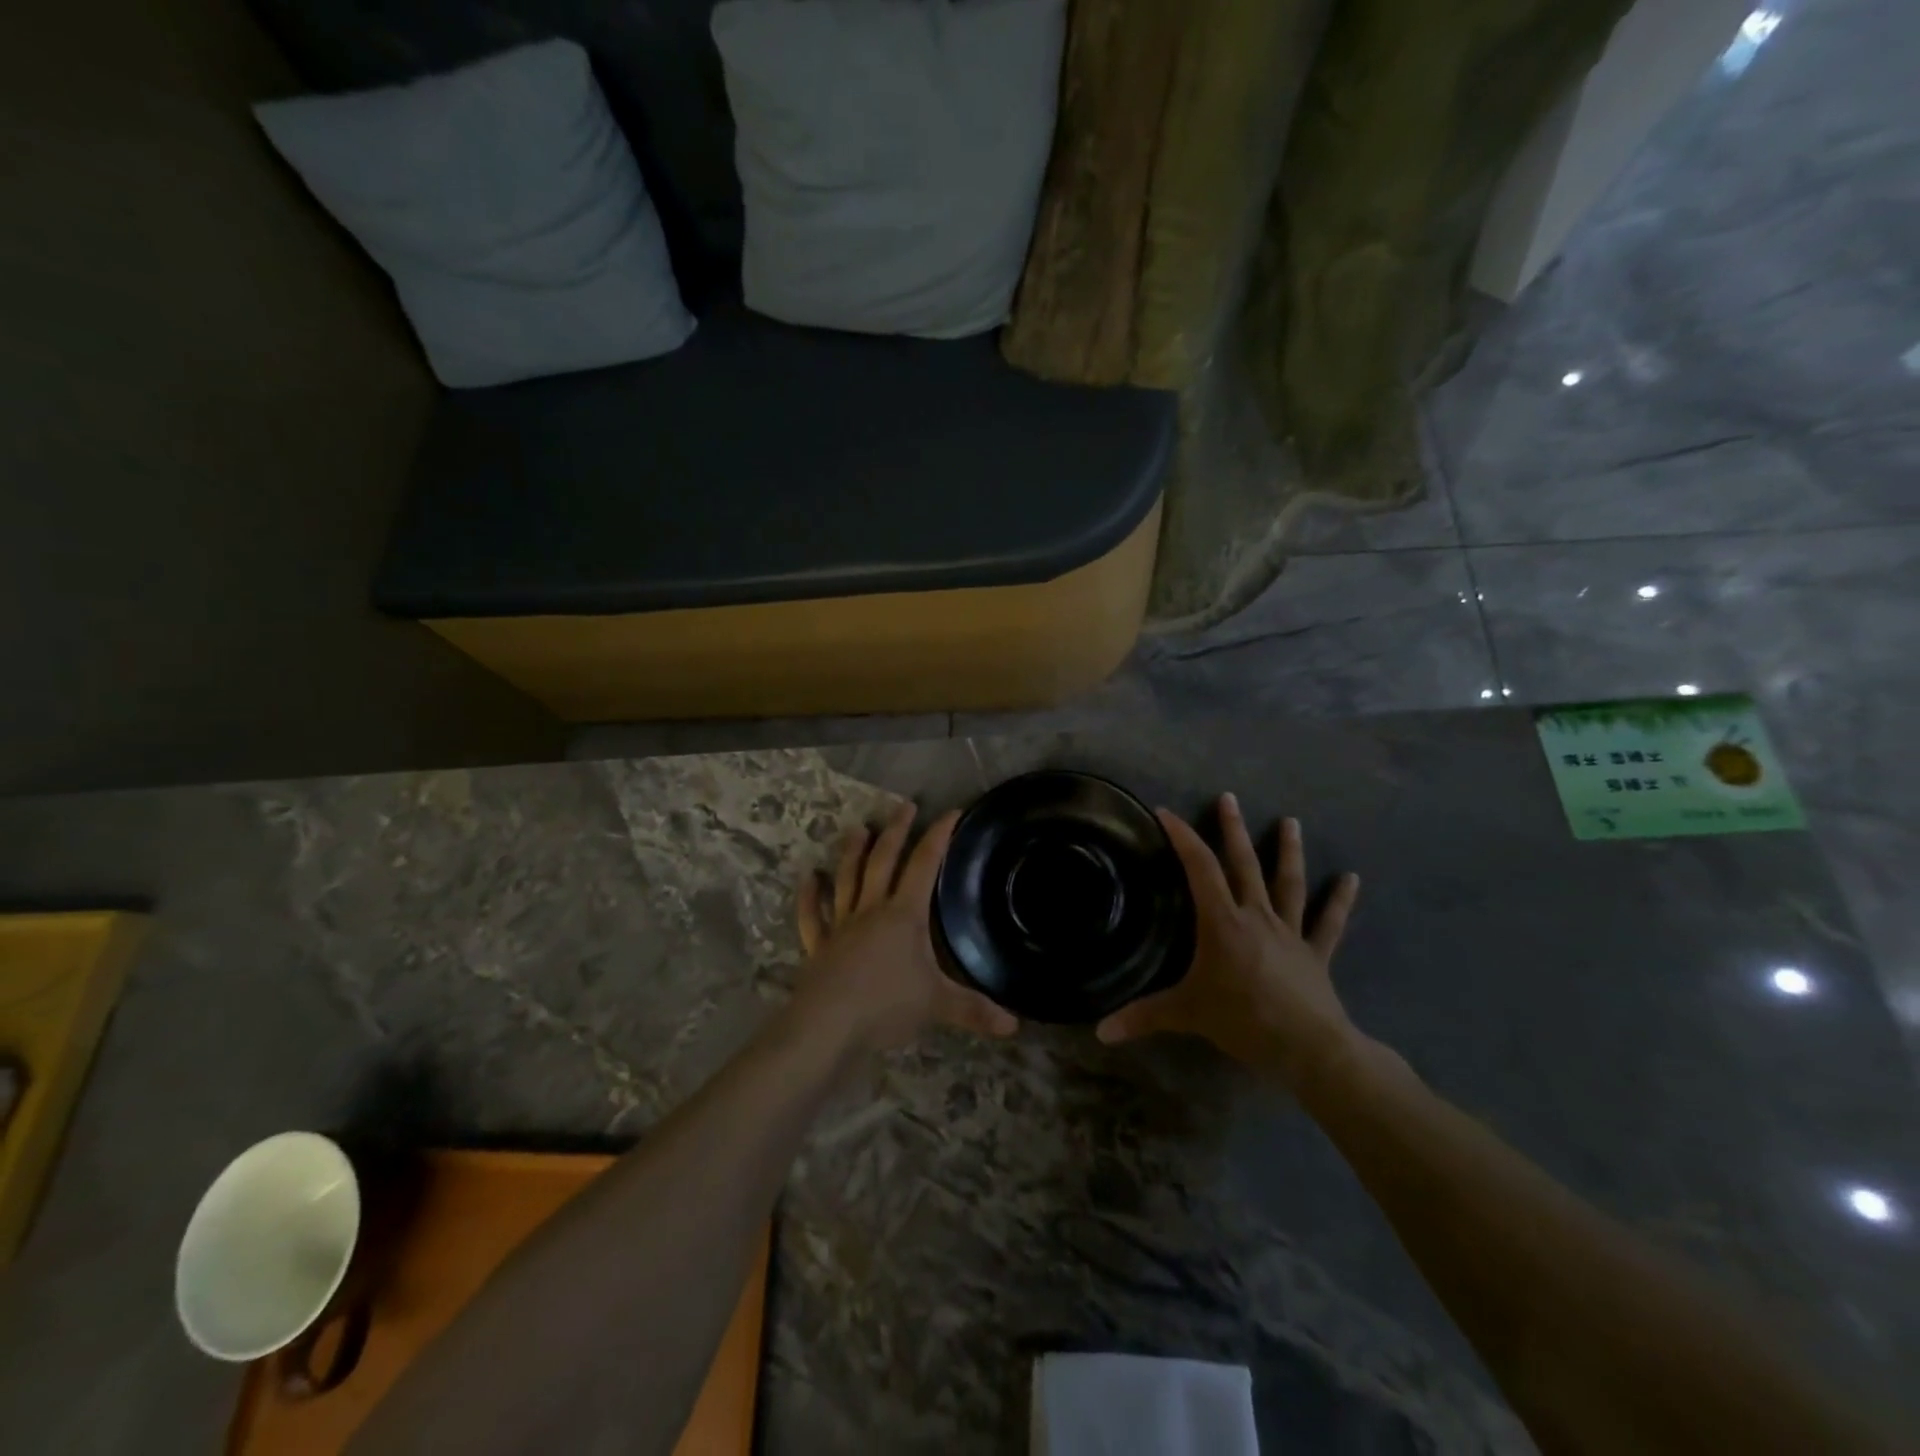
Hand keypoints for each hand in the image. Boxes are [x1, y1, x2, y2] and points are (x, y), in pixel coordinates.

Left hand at [791, 802, 1018, 1053]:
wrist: (828, 1026)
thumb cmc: (886, 1005)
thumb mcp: (937, 1005)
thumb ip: (974, 1010)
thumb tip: (1014, 1025)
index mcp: (904, 915)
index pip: (924, 865)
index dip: (939, 836)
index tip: (951, 812)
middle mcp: (871, 910)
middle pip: (883, 862)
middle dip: (896, 832)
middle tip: (904, 806)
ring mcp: (840, 926)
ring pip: (847, 880)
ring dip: (852, 853)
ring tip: (857, 828)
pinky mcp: (818, 947)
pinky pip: (812, 917)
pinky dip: (809, 897)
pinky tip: (808, 878)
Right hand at [1096, 794, 1361, 1087]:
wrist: (1309, 1047)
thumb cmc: (1243, 1021)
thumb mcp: (1187, 1014)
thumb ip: (1143, 1017)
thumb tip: (1100, 1032)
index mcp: (1223, 922)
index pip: (1200, 869)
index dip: (1183, 838)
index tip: (1167, 813)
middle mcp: (1256, 916)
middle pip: (1244, 864)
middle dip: (1233, 830)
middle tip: (1229, 798)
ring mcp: (1289, 932)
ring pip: (1288, 883)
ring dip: (1288, 852)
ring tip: (1291, 822)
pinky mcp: (1315, 953)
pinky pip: (1328, 923)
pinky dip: (1339, 901)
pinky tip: (1352, 879)